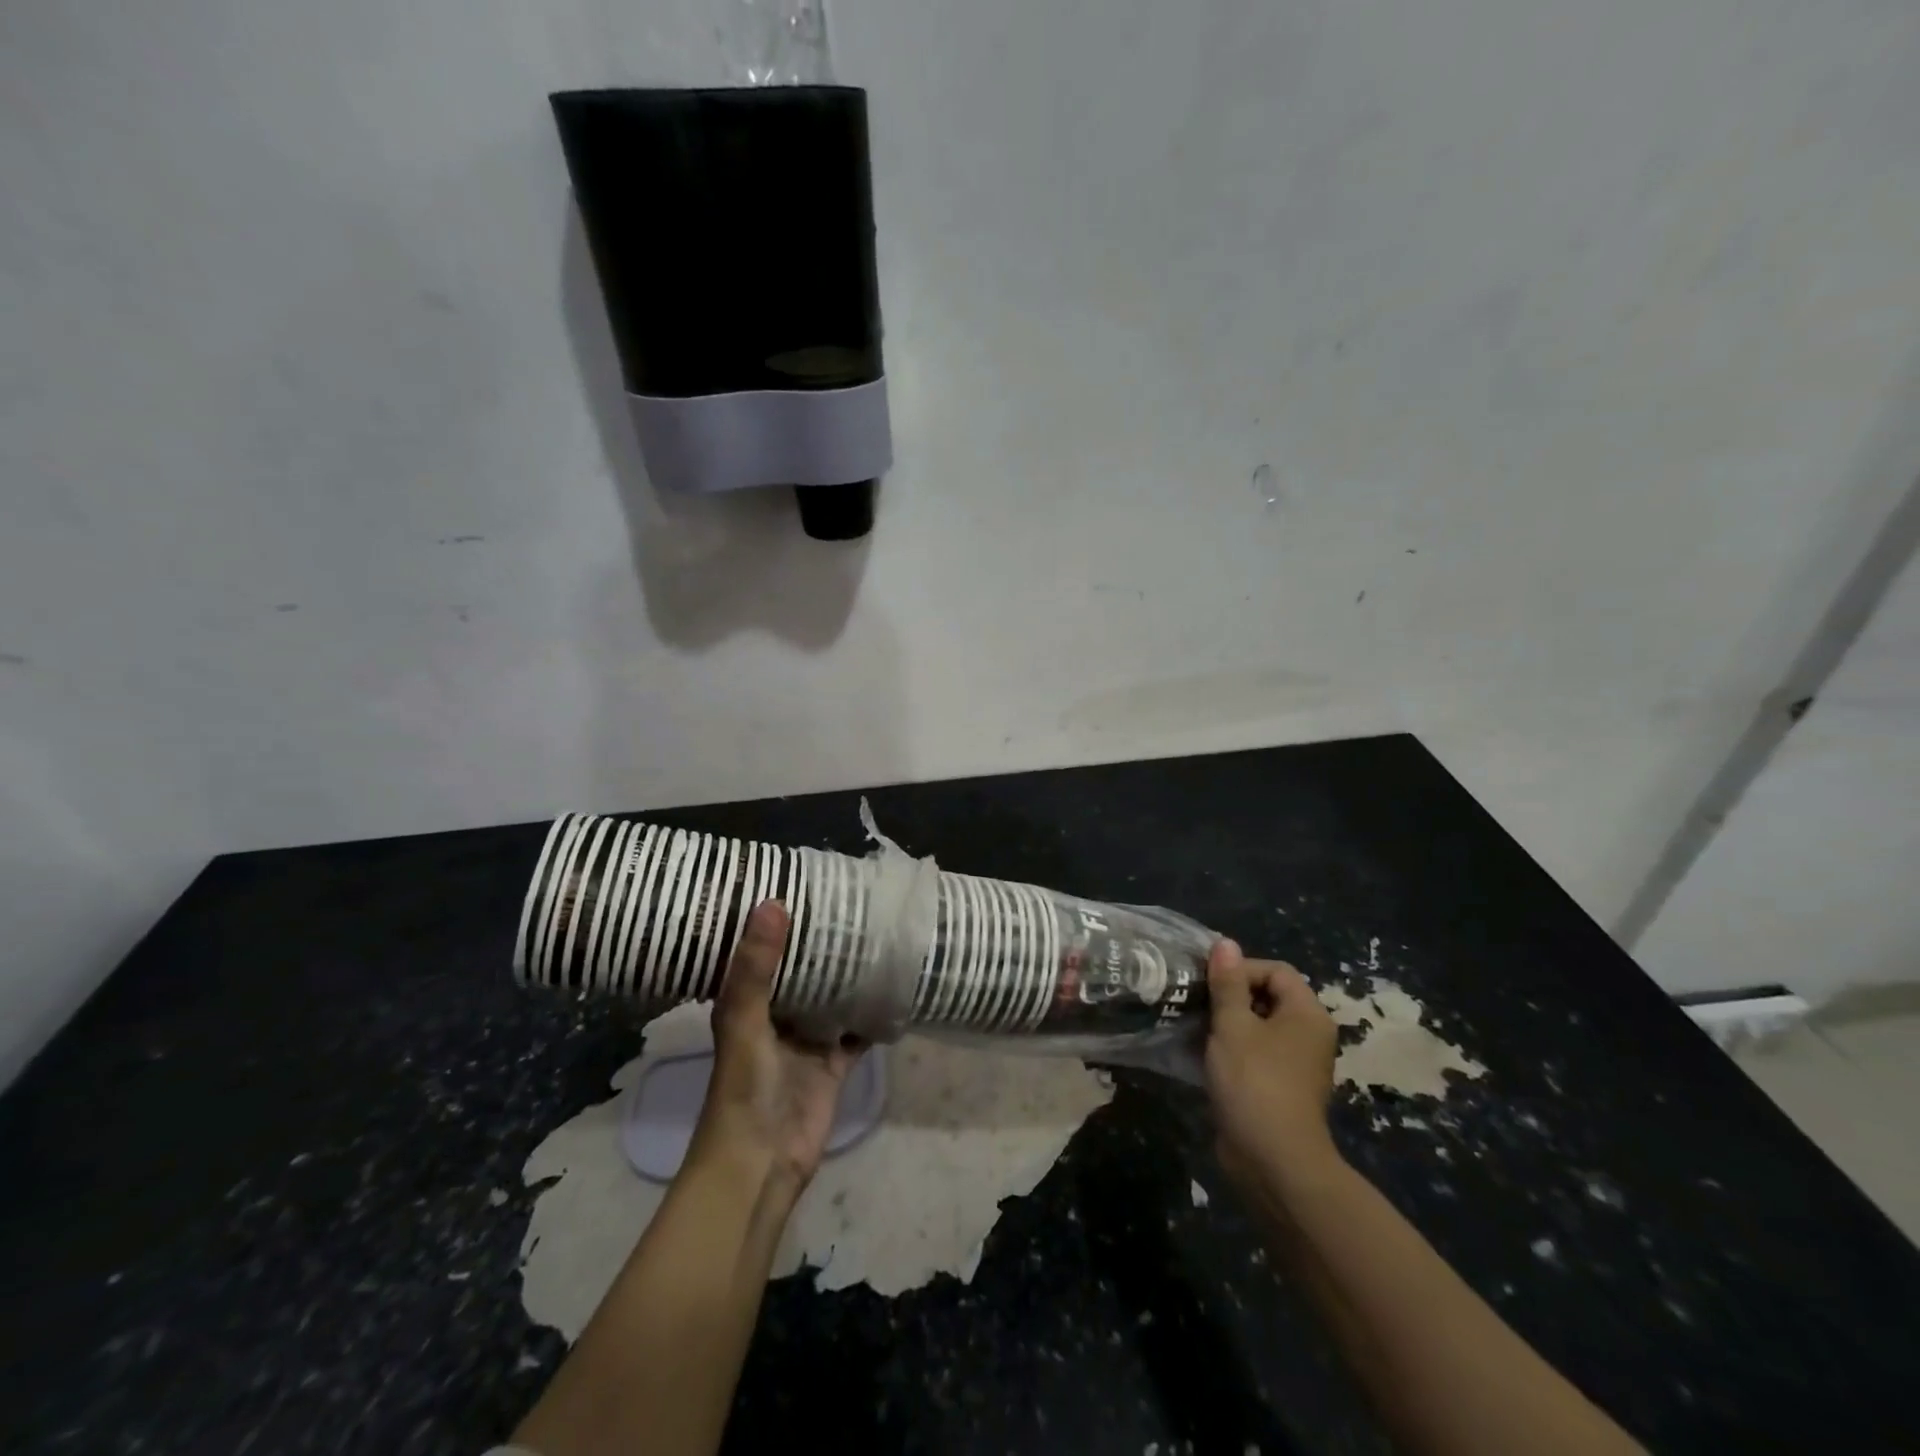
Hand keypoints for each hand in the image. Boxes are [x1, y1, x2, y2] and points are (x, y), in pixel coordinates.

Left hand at [687, 901, 865, 1199]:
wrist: (760, 1165)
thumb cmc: (744, 1090)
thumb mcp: (744, 1023)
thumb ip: (756, 969)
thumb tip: (771, 902)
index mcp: (747, 1001)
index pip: (763, 949)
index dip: (779, 919)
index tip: (805, 882)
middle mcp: (777, 1014)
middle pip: (803, 969)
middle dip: (823, 942)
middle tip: (854, 900)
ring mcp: (807, 1039)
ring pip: (832, 996)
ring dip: (850, 972)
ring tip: (879, 932)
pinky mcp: (834, 1062)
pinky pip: (857, 1029)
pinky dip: (873, 1013)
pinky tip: (896, 986)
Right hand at [1205, 939, 1340, 1195]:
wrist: (1273, 1161)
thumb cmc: (1255, 1082)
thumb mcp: (1233, 1025)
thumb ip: (1227, 983)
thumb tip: (1225, 943)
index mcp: (1307, 1014)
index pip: (1276, 970)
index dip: (1241, 969)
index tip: (1208, 983)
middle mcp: (1308, 1034)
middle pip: (1267, 996)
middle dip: (1229, 995)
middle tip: (1196, 1002)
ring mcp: (1295, 1064)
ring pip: (1258, 1026)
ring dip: (1226, 1023)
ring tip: (1194, 1025)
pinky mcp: (1279, 1087)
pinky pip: (1255, 1053)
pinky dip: (1231, 1049)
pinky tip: (1203, 1055)